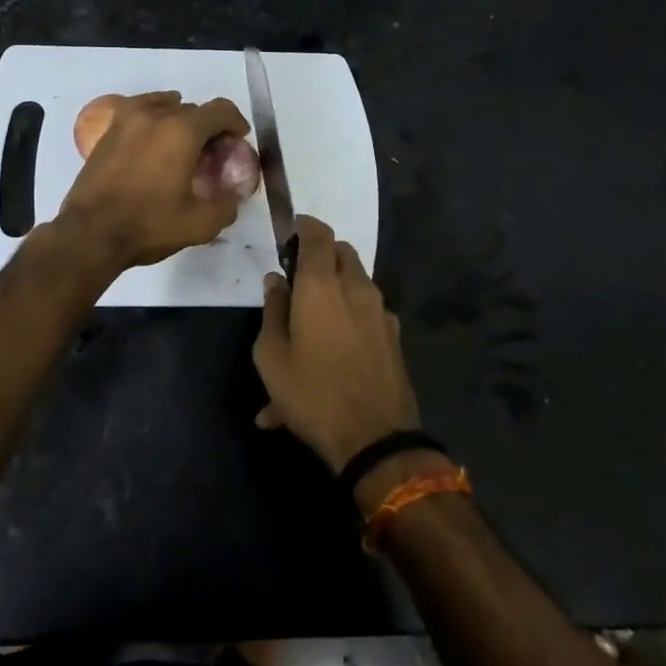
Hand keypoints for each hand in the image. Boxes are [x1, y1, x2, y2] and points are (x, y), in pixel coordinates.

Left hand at [54, 92, 251, 273]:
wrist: (90, 233)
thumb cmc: (148, 225)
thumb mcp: (200, 225)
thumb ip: (226, 206)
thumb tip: (233, 196)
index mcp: (182, 131)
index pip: (220, 110)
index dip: (235, 122)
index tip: (238, 140)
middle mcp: (155, 116)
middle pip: (192, 108)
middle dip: (208, 126)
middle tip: (211, 153)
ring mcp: (127, 120)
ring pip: (164, 106)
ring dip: (179, 119)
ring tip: (181, 144)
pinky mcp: (108, 132)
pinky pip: (138, 112)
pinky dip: (152, 118)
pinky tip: (152, 139)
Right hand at [252, 216, 419, 471]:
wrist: (376, 440)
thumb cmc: (313, 393)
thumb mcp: (272, 355)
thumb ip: (273, 309)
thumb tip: (276, 280)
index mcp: (322, 285)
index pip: (318, 234)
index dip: (303, 226)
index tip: (288, 234)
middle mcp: (357, 289)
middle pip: (341, 253)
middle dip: (319, 256)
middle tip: (296, 279)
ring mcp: (381, 313)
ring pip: (356, 283)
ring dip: (332, 291)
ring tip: (305, 331)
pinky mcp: (393, 338)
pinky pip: (364, 317)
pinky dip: (345, 324)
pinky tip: (326, 362)